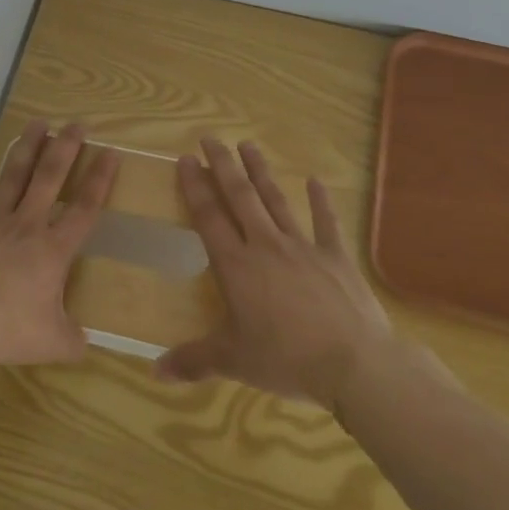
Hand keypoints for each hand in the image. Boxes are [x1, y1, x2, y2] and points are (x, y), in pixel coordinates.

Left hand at [0, 120, 118, 367]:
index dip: (100, 180)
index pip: (84, 209)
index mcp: (53, 250)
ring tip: (37, 123)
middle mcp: (26, 225)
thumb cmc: (7, 329)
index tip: (110, 153)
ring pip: (12, 175)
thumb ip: (73, 340)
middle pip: (50, 178)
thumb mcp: (52, 343)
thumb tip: (85, 343)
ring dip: (26, 148)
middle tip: (76, 124)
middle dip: (65, 149)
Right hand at [156, 137, 392, 406]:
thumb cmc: (286, 359)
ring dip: (261, 172)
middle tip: (211, 138)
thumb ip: (193, 360)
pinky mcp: (336, 257)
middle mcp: (265, 246)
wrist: (354, 364)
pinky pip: (326, 223)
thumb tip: (154, 371)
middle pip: (240, 197)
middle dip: (223, 166)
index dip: (195, 186)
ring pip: (276, 200)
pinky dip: (320, 201)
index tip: (186, 159)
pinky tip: (315, 180)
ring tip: (248, 146)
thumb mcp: (233, 362)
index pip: (209, 216)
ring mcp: (303, 247)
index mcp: (236, 265)